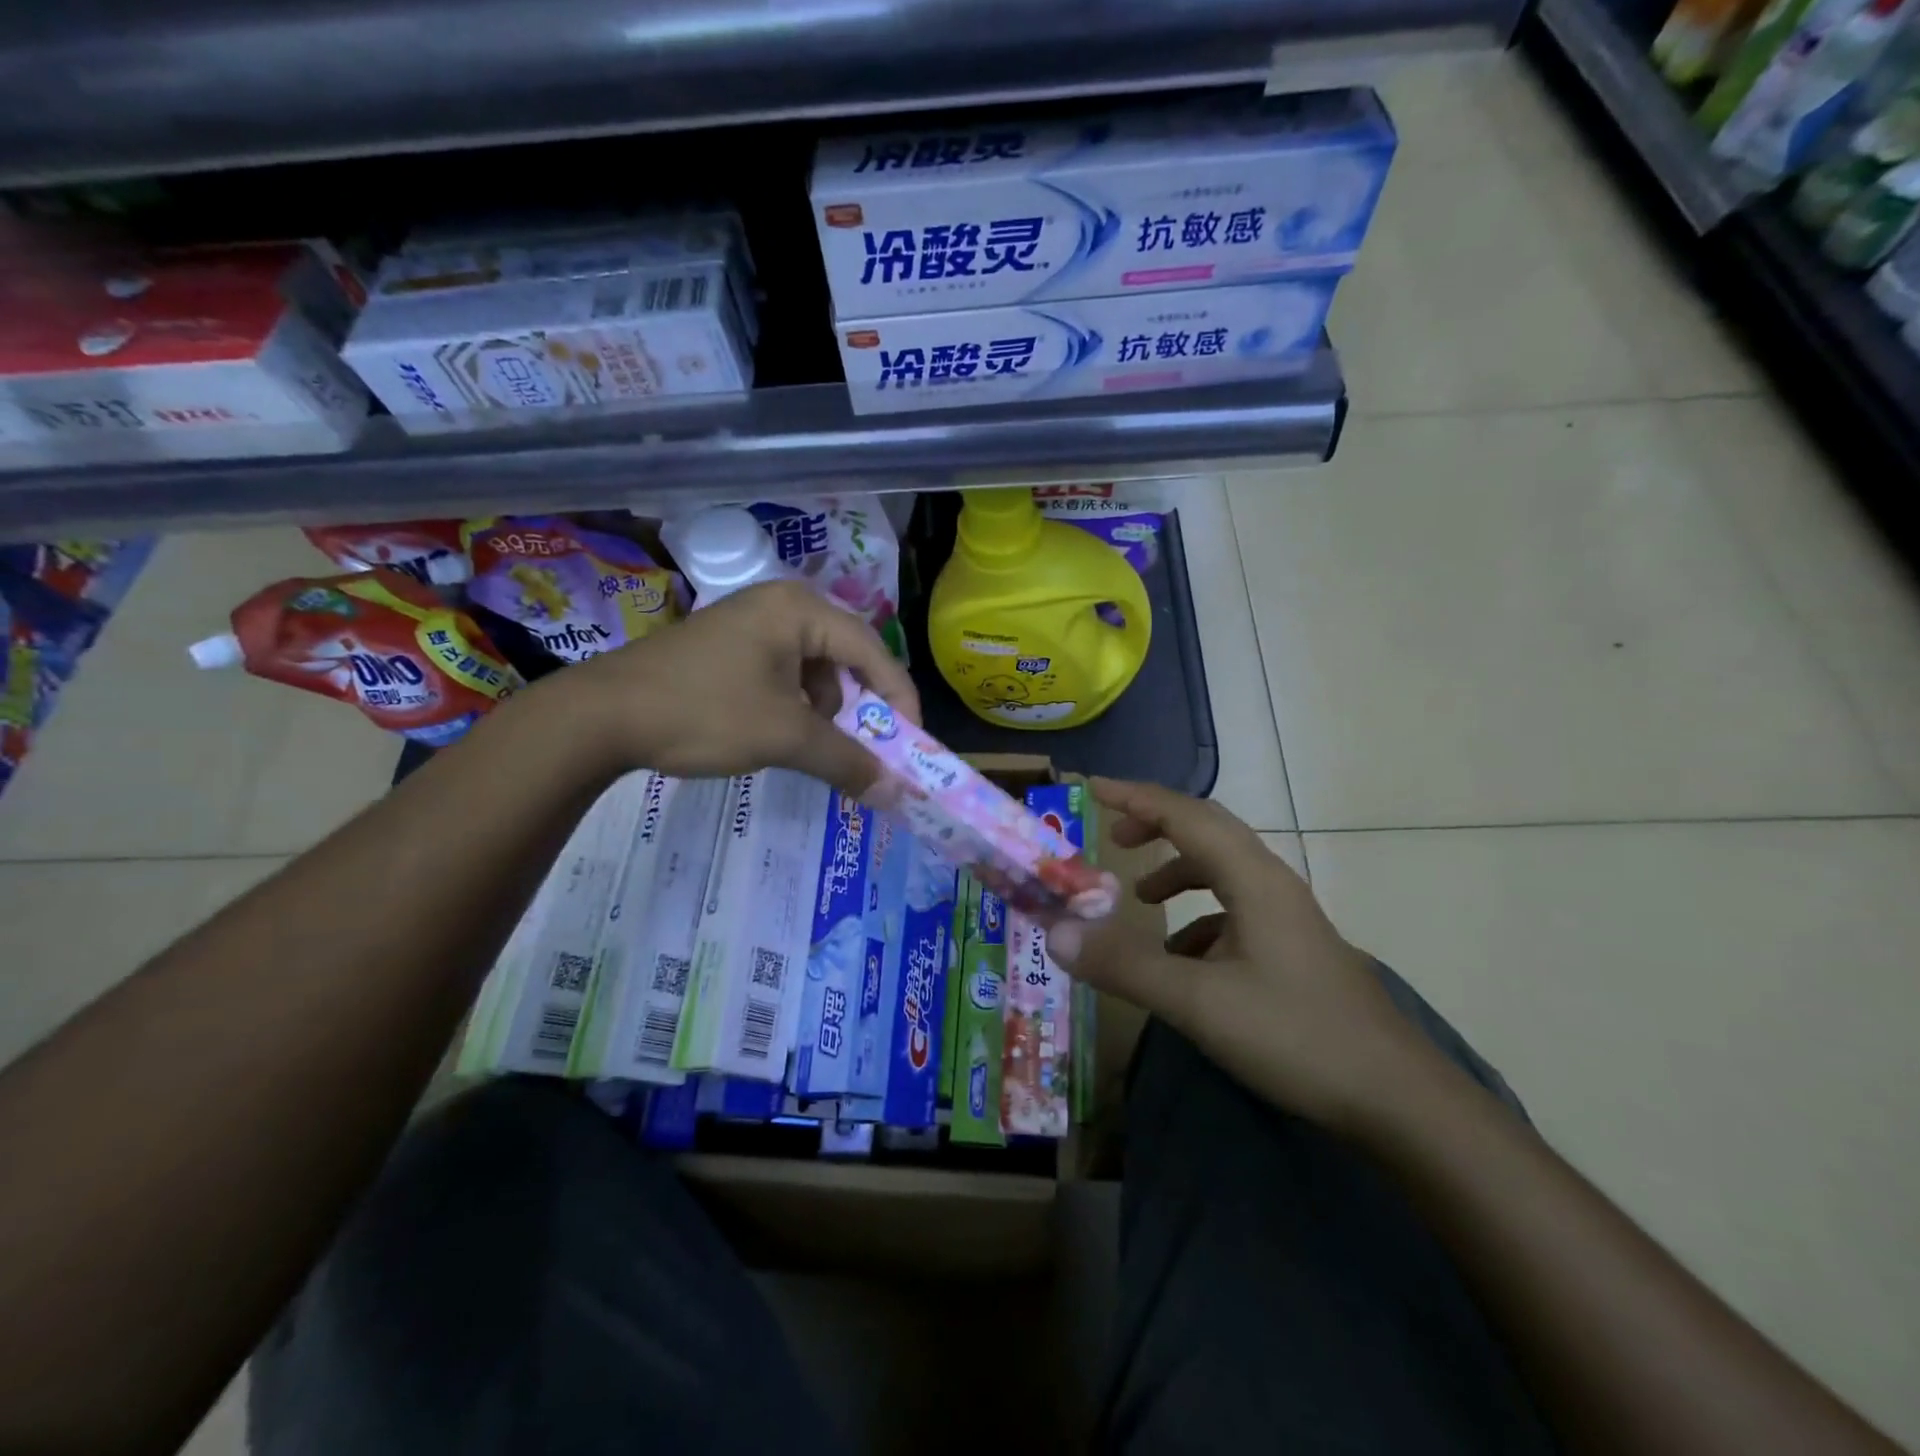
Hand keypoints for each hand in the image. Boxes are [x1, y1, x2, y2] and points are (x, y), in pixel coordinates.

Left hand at [553, 580, 918, 795]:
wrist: (600, 716)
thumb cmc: (703, 712)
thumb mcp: (784, 737)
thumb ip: (847, 761)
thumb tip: (898, 795)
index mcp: (800, 610)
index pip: (873, 652)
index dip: (899, 701)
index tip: (911, 745)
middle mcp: (781, 606)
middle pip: (846, 659)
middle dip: (859, 710)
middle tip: (869, 751)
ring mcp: (751, 624)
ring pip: (815, 672)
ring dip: (824, 714)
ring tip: (809, 748)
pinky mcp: (730, 648)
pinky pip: (784, 677)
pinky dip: (794, 709)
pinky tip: (776, 735)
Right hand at [1044, 779, 1440, 1130]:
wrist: (1398, 1100)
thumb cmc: (1296, 1036)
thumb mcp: (1198, 1002)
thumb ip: (1125, 965)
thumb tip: (1056, 933)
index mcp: (1253, 880)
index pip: (1186, 816)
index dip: (1137, 798)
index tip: (1093, 788)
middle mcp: (1272, 885)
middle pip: (1209, 831)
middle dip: (1157, 826)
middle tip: (1112, 839)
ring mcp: (1288, 918)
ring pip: (1224, 872)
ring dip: (1178, 872)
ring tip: (1140, 899)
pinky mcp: (1293, 950)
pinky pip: (1235, 911)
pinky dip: (1198, 917)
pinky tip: (1183, 960)